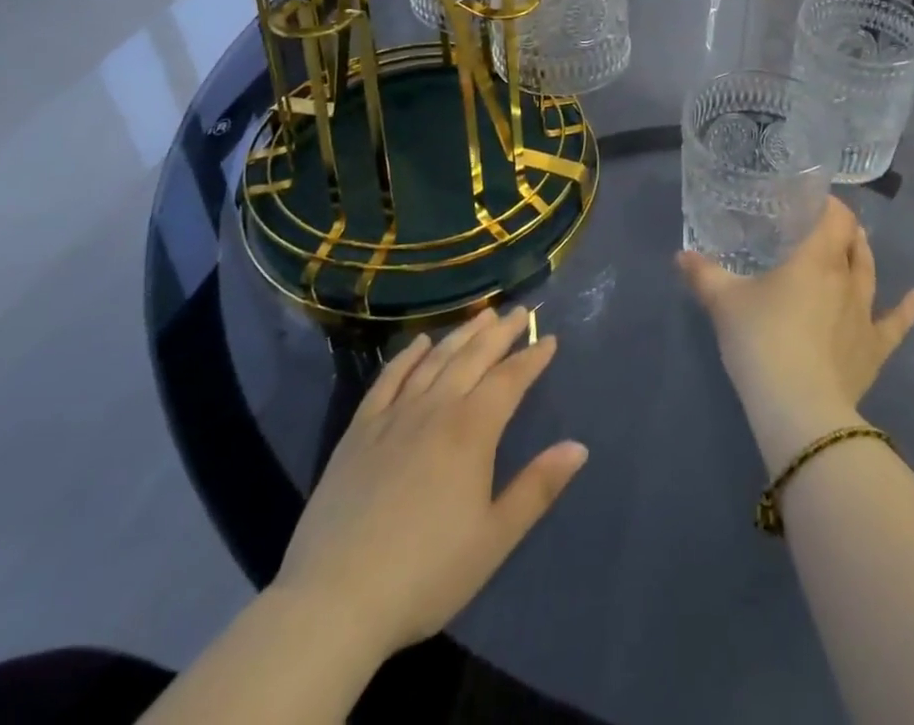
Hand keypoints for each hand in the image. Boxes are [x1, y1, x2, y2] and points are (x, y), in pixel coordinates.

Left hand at [274, 308, 587, 658]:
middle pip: (473, 357)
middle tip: (518, 311)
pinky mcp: (358, 432)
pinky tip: (420, 343)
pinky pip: (388, 379)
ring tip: (481, 315)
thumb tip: (579, 447)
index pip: (510, 380)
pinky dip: (407, 356)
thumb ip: (537, 488)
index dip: (531, 357)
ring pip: (435, 360)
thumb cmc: (426, 574)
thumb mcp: (494, 539)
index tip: (548, 338)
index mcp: (472, 431)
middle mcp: (435, 409)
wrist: (334, 601)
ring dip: (461, 334)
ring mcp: (393, 417)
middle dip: (500, 332)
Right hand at [677, 198, 913, 471]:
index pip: (834, 217)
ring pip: (870, 274)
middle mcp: (846, 278)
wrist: (798, 407)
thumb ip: (703, 274)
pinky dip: (909, 309)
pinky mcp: (874, 349)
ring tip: (858, 244)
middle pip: (852, 242)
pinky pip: (896, 324)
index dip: (828, 204)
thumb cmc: (761, 341)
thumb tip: (680, 255)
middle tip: (823, 225)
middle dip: (841, 229)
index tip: (811, 201)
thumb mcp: (723, 303)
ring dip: (864, 256)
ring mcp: (864, 314)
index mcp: (815, 258)